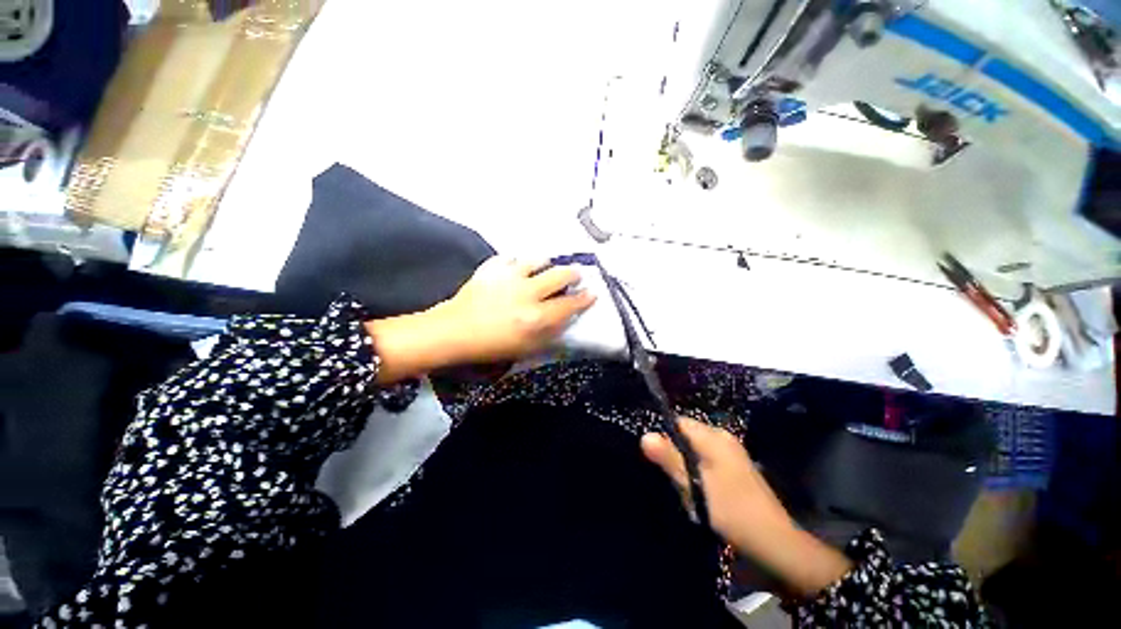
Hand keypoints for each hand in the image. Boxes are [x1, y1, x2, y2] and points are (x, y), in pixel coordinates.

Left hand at [429, 256, 596, 363]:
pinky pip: (511, 257)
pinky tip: (518, 268)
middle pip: (560, 275)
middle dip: (573, 274)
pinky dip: (518, 261)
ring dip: (547, 264)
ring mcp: (508, 277)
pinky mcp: (492, 268)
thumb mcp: (526, 349)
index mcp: (536, 317)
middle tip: (575, 276)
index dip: (585, 299)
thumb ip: (550, 334)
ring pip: (538, 259)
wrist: (454, 332)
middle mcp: (527, 293)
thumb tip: (566, 318)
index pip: (569, 305)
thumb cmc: (491, 346)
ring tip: (546, 268)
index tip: (593, 293)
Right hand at [641, 418, 792, 552]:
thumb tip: (645, 435)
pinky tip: (700, 490)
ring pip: (695, 448)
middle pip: (687, 434)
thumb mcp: (695, 486)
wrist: (774, 541)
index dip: (664, 436)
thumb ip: (669, 459)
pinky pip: (707, 458)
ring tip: (686, 487)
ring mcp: (731, 451)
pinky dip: (698, 470)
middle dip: (675, 452)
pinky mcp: (735, 465)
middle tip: (672, 478)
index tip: (657, 458)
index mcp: (714, 437)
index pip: (679, 422)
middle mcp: (723, 437)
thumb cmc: (731, 510)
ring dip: (686, 464)